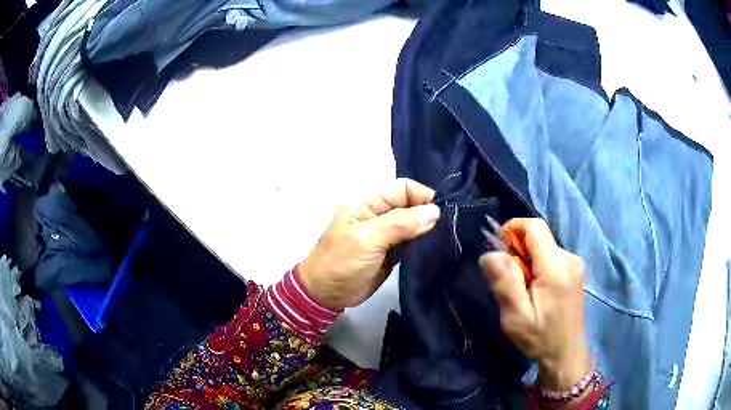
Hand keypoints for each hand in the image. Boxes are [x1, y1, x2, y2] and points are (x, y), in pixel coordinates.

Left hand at [299, 178, 439, 309]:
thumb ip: (399, 224)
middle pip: (410, 205)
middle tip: (450, 225)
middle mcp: (379, 215)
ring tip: (447, 235)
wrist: (327, 295)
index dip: (422, 195)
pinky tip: (437, 246)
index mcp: (367, 204)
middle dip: (428, 212)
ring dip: (428, 229)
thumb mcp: (367, 239)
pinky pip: (412, 242)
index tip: (443, 209)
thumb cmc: (341, 263)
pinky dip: (424, 243)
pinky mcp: (393, 252)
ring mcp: (386, 235)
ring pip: (413, 224)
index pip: (401, 189)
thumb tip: (434, 211)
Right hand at [479, 218, 589, 389]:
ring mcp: (574, 263)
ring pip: (544, 246)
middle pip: (539, 236)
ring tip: (522, 290)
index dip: (513, 229)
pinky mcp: (575, 270)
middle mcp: (569, 258)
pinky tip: (536, 290)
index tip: (499, 251)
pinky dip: (538, 265)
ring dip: (527, 259)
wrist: (566, 353)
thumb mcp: (516, 317)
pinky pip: (551, 255)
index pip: (534, 227)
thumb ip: (505, 283)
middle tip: (508, 280)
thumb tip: (490, 254)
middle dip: (518, 250)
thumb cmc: (540, 338)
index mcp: (556, 267)